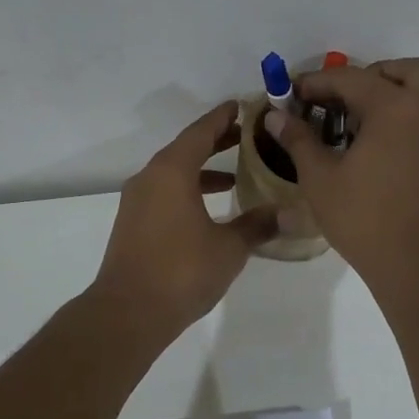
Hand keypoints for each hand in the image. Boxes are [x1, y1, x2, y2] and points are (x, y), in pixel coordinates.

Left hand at [91, 101, 279, 336]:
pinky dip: (189, 189)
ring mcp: (138, 201)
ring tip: (236, 174)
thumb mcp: (229, 247)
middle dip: (217, 140)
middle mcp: (150, 177)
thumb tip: (290, 213)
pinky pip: (165, 191)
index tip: (246, 106)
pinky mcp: (134, 222)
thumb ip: (258, 224)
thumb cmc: (181, 271)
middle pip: (187, 148)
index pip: (201, 131)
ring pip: (174, 172)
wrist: (128, 312)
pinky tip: (210, 209)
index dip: (225, 117)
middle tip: (250, 136)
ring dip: (203, 168)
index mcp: (172, 171)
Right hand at [265, 58, 418, 290]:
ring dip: (414, 95)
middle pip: (411, 71)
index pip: (350, 78)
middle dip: (378, 75)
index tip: (296, 92)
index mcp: (392, 107)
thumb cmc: (362, 216)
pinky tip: (414, 150)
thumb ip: (298, 139)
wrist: (414, 261)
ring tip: (385, 117)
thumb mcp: (319, 177)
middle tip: (349, 98)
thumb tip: (276, 115)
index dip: (318, 81)